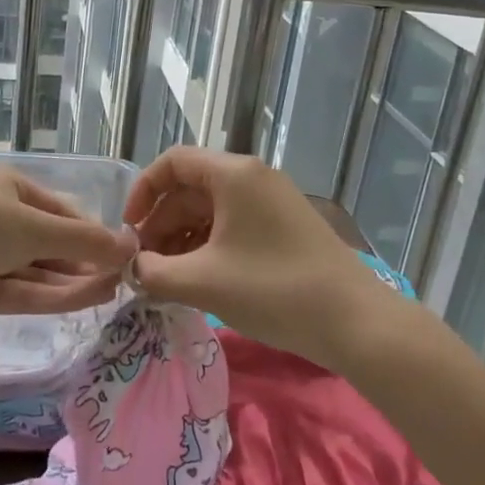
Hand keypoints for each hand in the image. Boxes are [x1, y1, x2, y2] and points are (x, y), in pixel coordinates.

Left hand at [0, 165, 138, 322]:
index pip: (60, 209)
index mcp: (9, 187)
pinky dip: (53, 297)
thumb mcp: (34, 225)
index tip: (123, 252)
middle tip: (125, 279)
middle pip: (51, 242)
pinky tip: (87, 300)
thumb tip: (130, 246)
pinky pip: (22, 292)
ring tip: (114, 292)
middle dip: (85, 259)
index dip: (92, 231)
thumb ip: (83, 240)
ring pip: (39, 270)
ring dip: (74, 280)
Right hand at [124, 148, 393, 364]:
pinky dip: (209, 246)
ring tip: (168, 278)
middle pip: (191, 188)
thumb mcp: (202, 282)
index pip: (172, 163)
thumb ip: (154, 272)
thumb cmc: (273, 290)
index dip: (143, 192)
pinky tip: (199, 279)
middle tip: (145, 266)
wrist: (354, 321)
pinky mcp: (284, 226)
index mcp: (233, 174)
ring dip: (183, 239)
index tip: (129, 231)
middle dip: (162, 224)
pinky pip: (234, 225)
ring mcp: (272, 201)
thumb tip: (133, 268)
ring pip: (211, 209)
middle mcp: (253, 177)